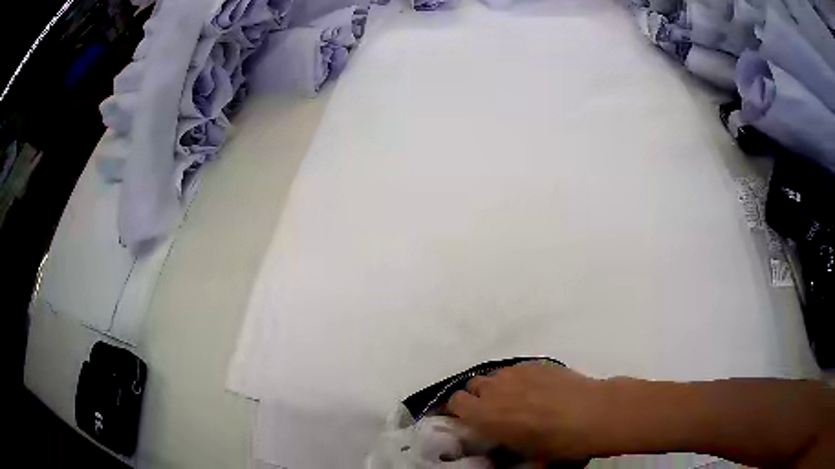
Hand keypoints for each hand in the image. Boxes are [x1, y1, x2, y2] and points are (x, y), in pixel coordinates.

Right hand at [447, 364, 609, 461]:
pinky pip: (516, 370)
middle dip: (477, 398)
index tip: (467, 420)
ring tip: (516, 400)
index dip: (458, 411)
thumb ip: (503, 447)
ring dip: (497, 388)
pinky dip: (518, 379)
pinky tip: (537, 390)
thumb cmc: (559, 443)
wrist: (594, 414)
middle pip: (472, 385)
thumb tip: (500, 445)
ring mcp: (517, 373)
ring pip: (494, 376)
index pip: (454, 402)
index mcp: (487, 415)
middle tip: (493, 412)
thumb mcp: (526, 456)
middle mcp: (496, 389)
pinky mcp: (537, 364)